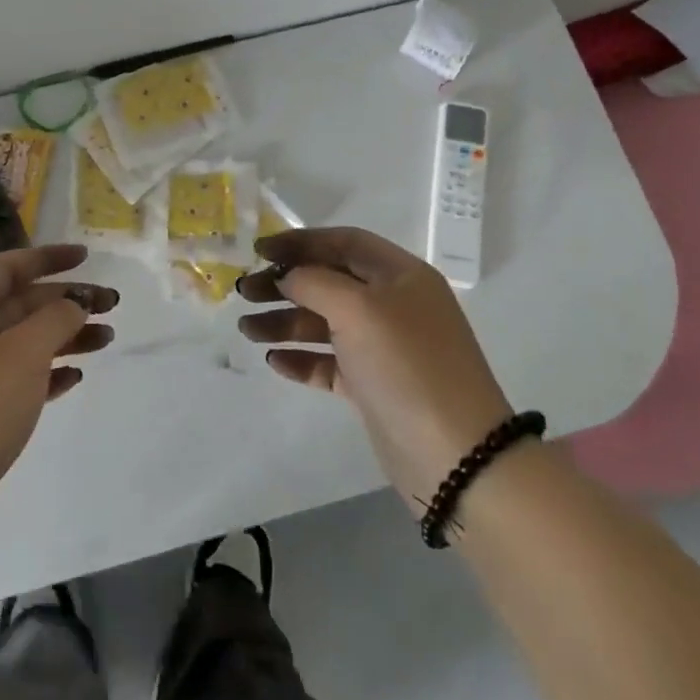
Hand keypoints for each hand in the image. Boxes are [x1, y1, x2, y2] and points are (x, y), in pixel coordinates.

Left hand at [0, 245, 115, 548]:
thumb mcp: (23, 354)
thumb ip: (55, 319)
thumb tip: (73, 304)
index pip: (6, 267)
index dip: (46, 257)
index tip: (85, 258)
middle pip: (20, 304)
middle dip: (66, 300)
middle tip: (111, 304)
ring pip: (25, 342)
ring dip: (65, 336)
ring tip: (106, 340)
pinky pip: (20, 379)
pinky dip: (49, 373)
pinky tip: (75, 378)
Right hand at [238, 226, 512, 510]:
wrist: (456, 457)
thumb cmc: (406, 365)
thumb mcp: (358, 309)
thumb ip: (314, 282)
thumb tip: (288, 276)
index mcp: (399, 275)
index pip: (343, 243)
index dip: (300, 242)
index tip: (258, 251)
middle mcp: (393, 304)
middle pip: (328, 281)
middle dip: (284, 284)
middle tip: (243, 293)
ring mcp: (384, 347)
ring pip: (324, 323)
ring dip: (284, 322)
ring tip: (247, 330)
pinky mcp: (374, 385)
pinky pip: (330, 362)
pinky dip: (302, 359)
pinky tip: (275, 361)